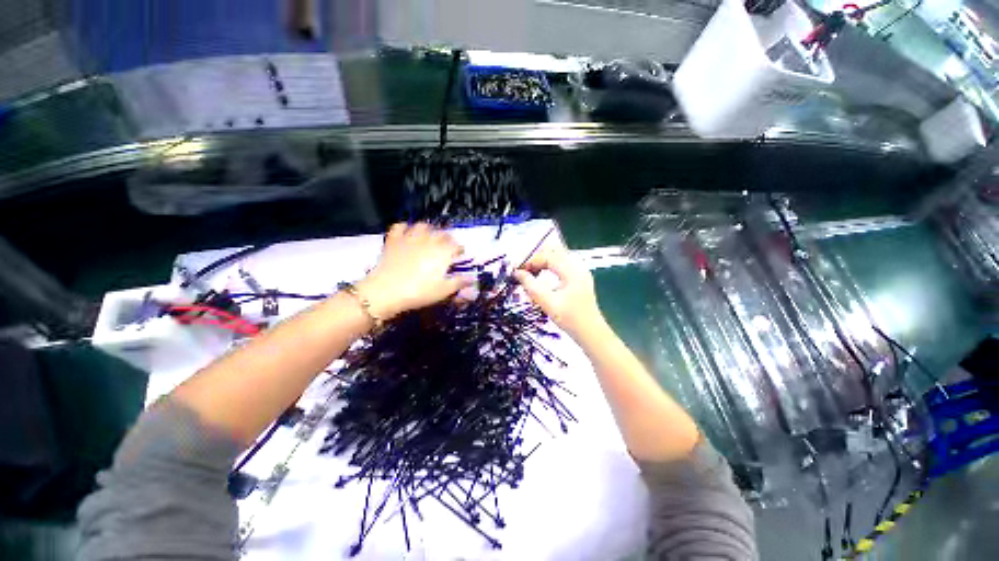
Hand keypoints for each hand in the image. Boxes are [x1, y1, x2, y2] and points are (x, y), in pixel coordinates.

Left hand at [359, 223, 472, 319]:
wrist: (387, 291)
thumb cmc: (419, 292)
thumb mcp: (443, 290)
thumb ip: (459, 282)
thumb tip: (473, 278)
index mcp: (443, 252)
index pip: (456, 245)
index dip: (459, 248)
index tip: (460, 254)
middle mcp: (429, 240)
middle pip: (441, 233)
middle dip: (447, 238)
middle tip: (446, 246)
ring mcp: (410, 238)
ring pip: (422, 226)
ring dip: (428, 230)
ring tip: (429, 236)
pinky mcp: (394, 240)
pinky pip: (399, 227)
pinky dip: (404, 228)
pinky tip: (406, 233)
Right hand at [514, 238, 604, 338]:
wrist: (591, 333)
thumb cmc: (571, 319)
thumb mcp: (548, 304)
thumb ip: (531, 287)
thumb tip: (518, 273)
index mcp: (572, 271)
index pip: (548, 256)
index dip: (531, 261)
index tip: (518, 270)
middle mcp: (578, 267)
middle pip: (553, 252)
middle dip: (536, 259)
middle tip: (522, 270)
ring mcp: (580, 272)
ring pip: (557, 257)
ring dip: (542, 262)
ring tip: (530, 273)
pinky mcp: (579, 278)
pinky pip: (561, 265)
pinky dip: (549, 267)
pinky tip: (541, 277)